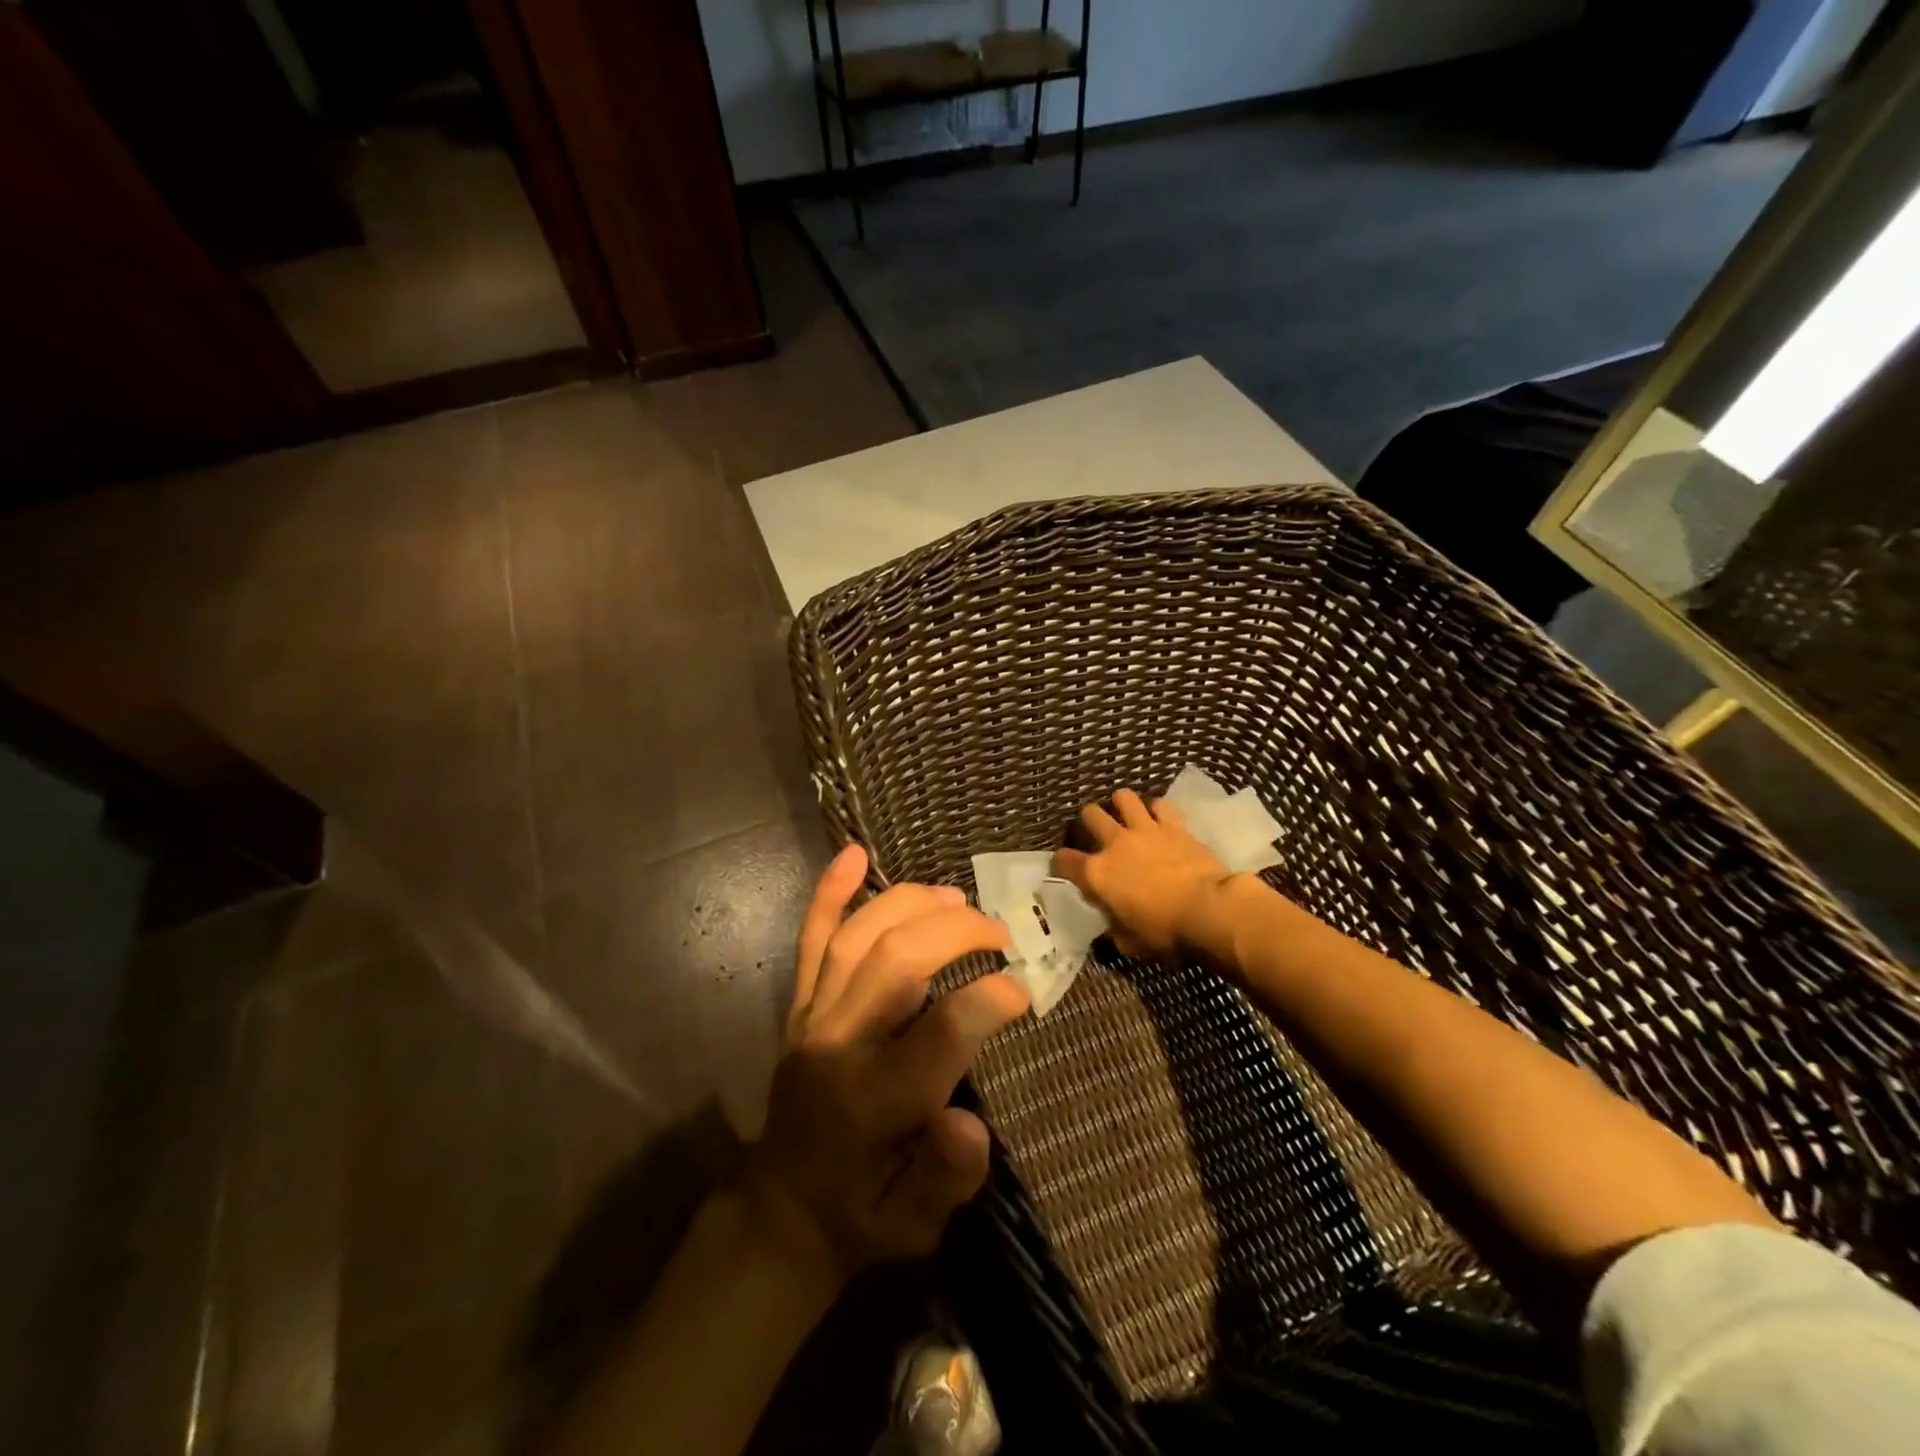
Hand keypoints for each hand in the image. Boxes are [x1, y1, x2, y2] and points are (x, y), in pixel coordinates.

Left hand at [743, 844, 1028, 1283]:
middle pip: (896, 962)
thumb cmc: (860, 1216)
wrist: (780, 1213)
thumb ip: (946, 1179)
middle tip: (1001, 934)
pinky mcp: (798, 1005)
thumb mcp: (913, 1227)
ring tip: (956, 898)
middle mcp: (838, 1045)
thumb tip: (970, 1123)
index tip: (1023, 990)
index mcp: (874, 1102)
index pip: (941, 1032)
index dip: (990, 999)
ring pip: (858, 937)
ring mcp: (812, 1017)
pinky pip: (811, 939)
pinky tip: (853, 853)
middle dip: (958, 933)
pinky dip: (830, 892)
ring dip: (910, 904)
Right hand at [1053, 789, 1234, 959]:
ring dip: (1121, 804)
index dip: (1061, 863)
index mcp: (1097, 874)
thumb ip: (1113, 925)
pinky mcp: (1174, 826)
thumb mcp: (1129, 942)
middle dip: (1089, 821)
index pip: (1064, 860)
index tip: (1065, 868)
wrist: (1208, 910)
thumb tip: (1111, 919)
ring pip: (1123, 798)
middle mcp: (1115, 844)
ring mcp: (1145, 830)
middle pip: (1090, 815)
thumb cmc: (1165, 932)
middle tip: (1096, 832)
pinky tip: (1160, 818)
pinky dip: (1157, 810)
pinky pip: (1160, 805)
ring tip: (1126, 814)